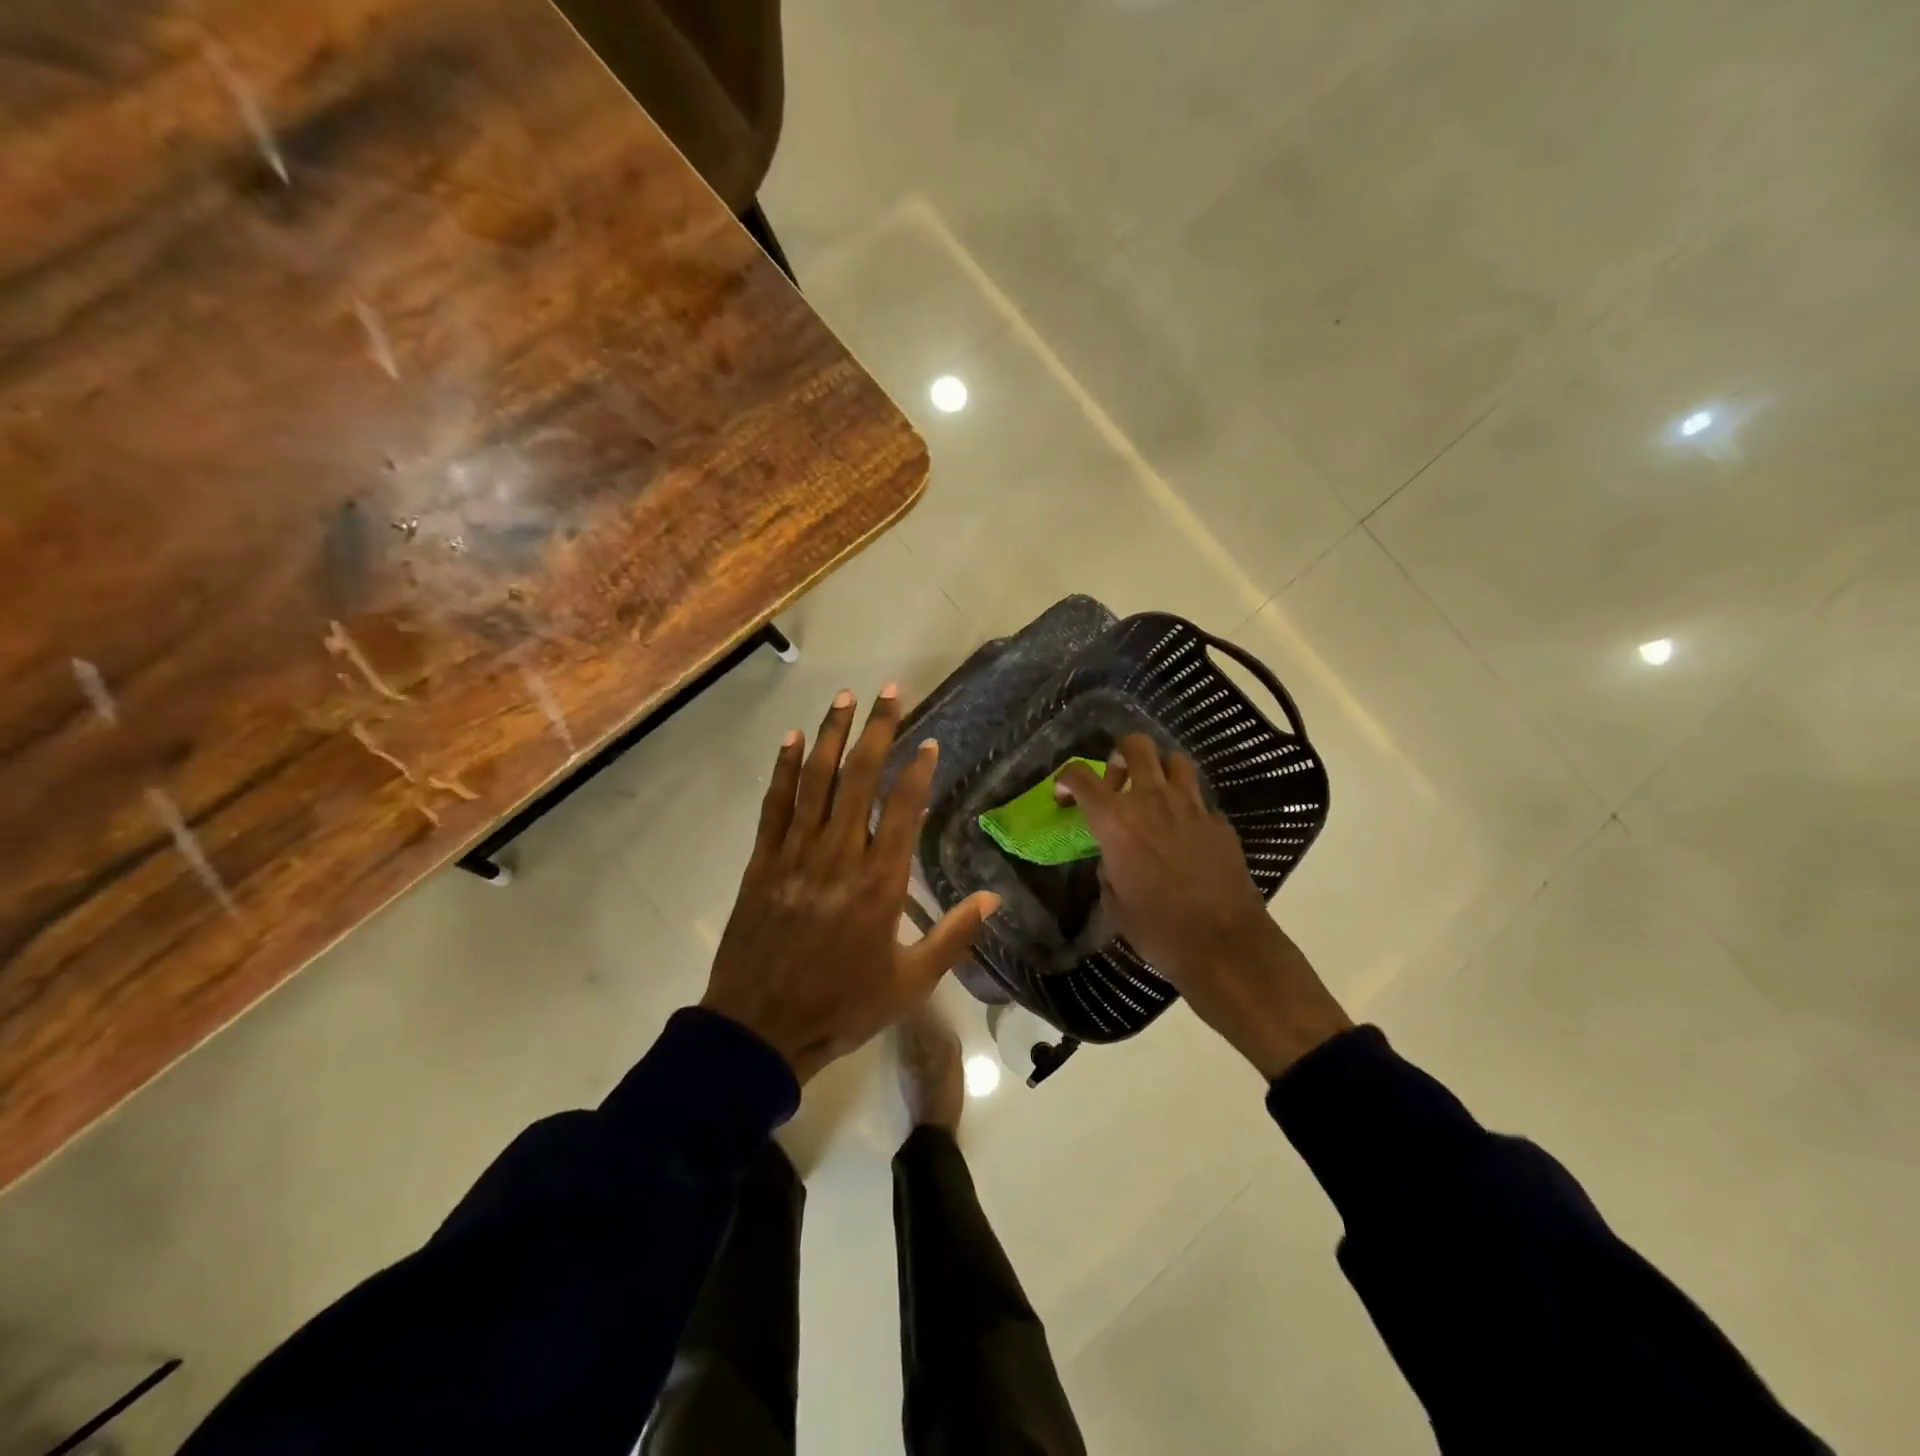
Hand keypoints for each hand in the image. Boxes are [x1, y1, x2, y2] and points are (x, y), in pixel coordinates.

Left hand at [702, 686, 999, 1082]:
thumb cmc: (842, 1006)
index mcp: (879, 884)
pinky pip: (775, 805)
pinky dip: (785, 769)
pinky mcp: (763, 862)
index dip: (917, 771)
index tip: (928, 741)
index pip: (903, 810)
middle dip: (877, 730)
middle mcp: (839, 856)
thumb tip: (993, 899)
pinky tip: (793, 739)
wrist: (760, 1030)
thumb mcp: (910, 983)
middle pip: (860, 779)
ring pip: (817, 782)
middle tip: (890, 691)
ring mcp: (796, 855)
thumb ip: (953, 936)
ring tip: (844, 697)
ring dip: (832, 735)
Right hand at [1056, 735, 1350, 1079]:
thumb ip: (1107, 870)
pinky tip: (1184, 832)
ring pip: (1175, 760)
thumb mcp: (1114, 904)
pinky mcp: (1219, 821)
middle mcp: (1152, 801)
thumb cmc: (1158, 929)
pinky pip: (1199, 798)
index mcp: (1116, 821)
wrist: (1224, 944)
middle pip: (1136, 746)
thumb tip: (1112, 859)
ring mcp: (1191, 807)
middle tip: (1117, 780)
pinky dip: (1187, 805)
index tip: (1064, 793)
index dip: (1066, 777)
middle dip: (1120, 753)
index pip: (1081, 776)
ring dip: (1159, 770)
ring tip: (1154, 794)